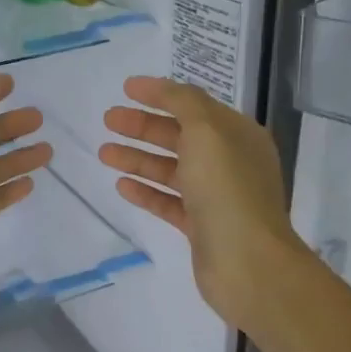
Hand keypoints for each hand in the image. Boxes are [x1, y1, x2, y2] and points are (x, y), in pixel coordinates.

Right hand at [100, 76, 304, 333]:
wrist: (246, 262)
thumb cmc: (227, 189)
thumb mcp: (207, 131)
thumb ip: (184, 103)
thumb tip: (166, 90)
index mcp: (238, 135)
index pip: (195, 105)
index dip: (161, 94)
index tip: (126, 88)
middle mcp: (230, 162)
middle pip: (180, 136)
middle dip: (143, 126)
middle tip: (108, 120)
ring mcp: (216, 196)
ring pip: (171, 170)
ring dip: (138, 158)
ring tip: (104, 153)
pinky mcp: (201, 227)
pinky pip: (169, 202)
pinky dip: (146, 191)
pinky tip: (121, 184)